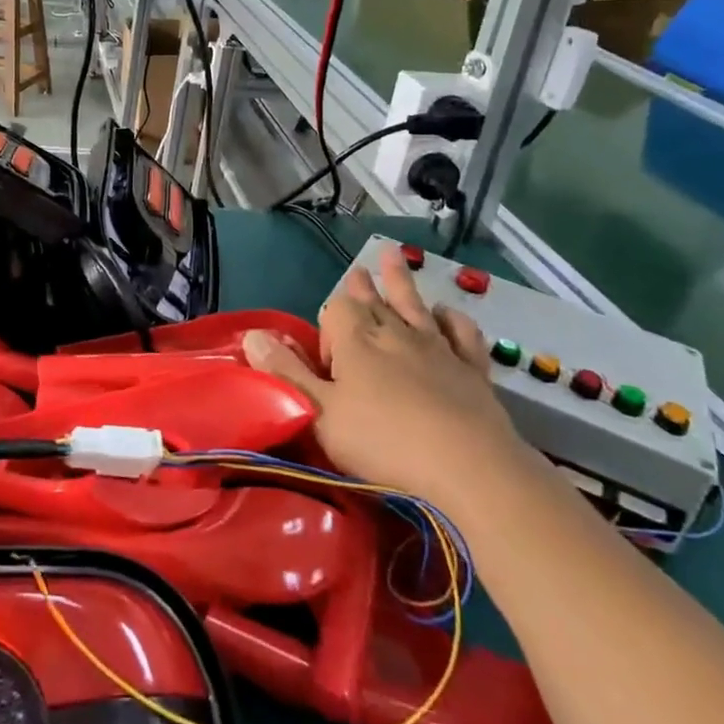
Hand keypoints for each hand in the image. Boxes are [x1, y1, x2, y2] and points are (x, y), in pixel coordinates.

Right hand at [242, 243, 530, 509]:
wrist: (468, 467)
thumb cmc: (384, 442)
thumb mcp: (320, 413)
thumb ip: (286, 373)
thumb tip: (251, 335)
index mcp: (356, 341)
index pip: (336, 309)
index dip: (328, 327)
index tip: (328, 365)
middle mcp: (395, 333)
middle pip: (373, 301)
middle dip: (362, 288)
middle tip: (357, 271)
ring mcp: (437, 348)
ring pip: (413, 305)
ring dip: (401, 282)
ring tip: (393, 256)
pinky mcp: (471, 369)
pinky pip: (461, 333)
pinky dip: (452, 320)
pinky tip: (447, 313)